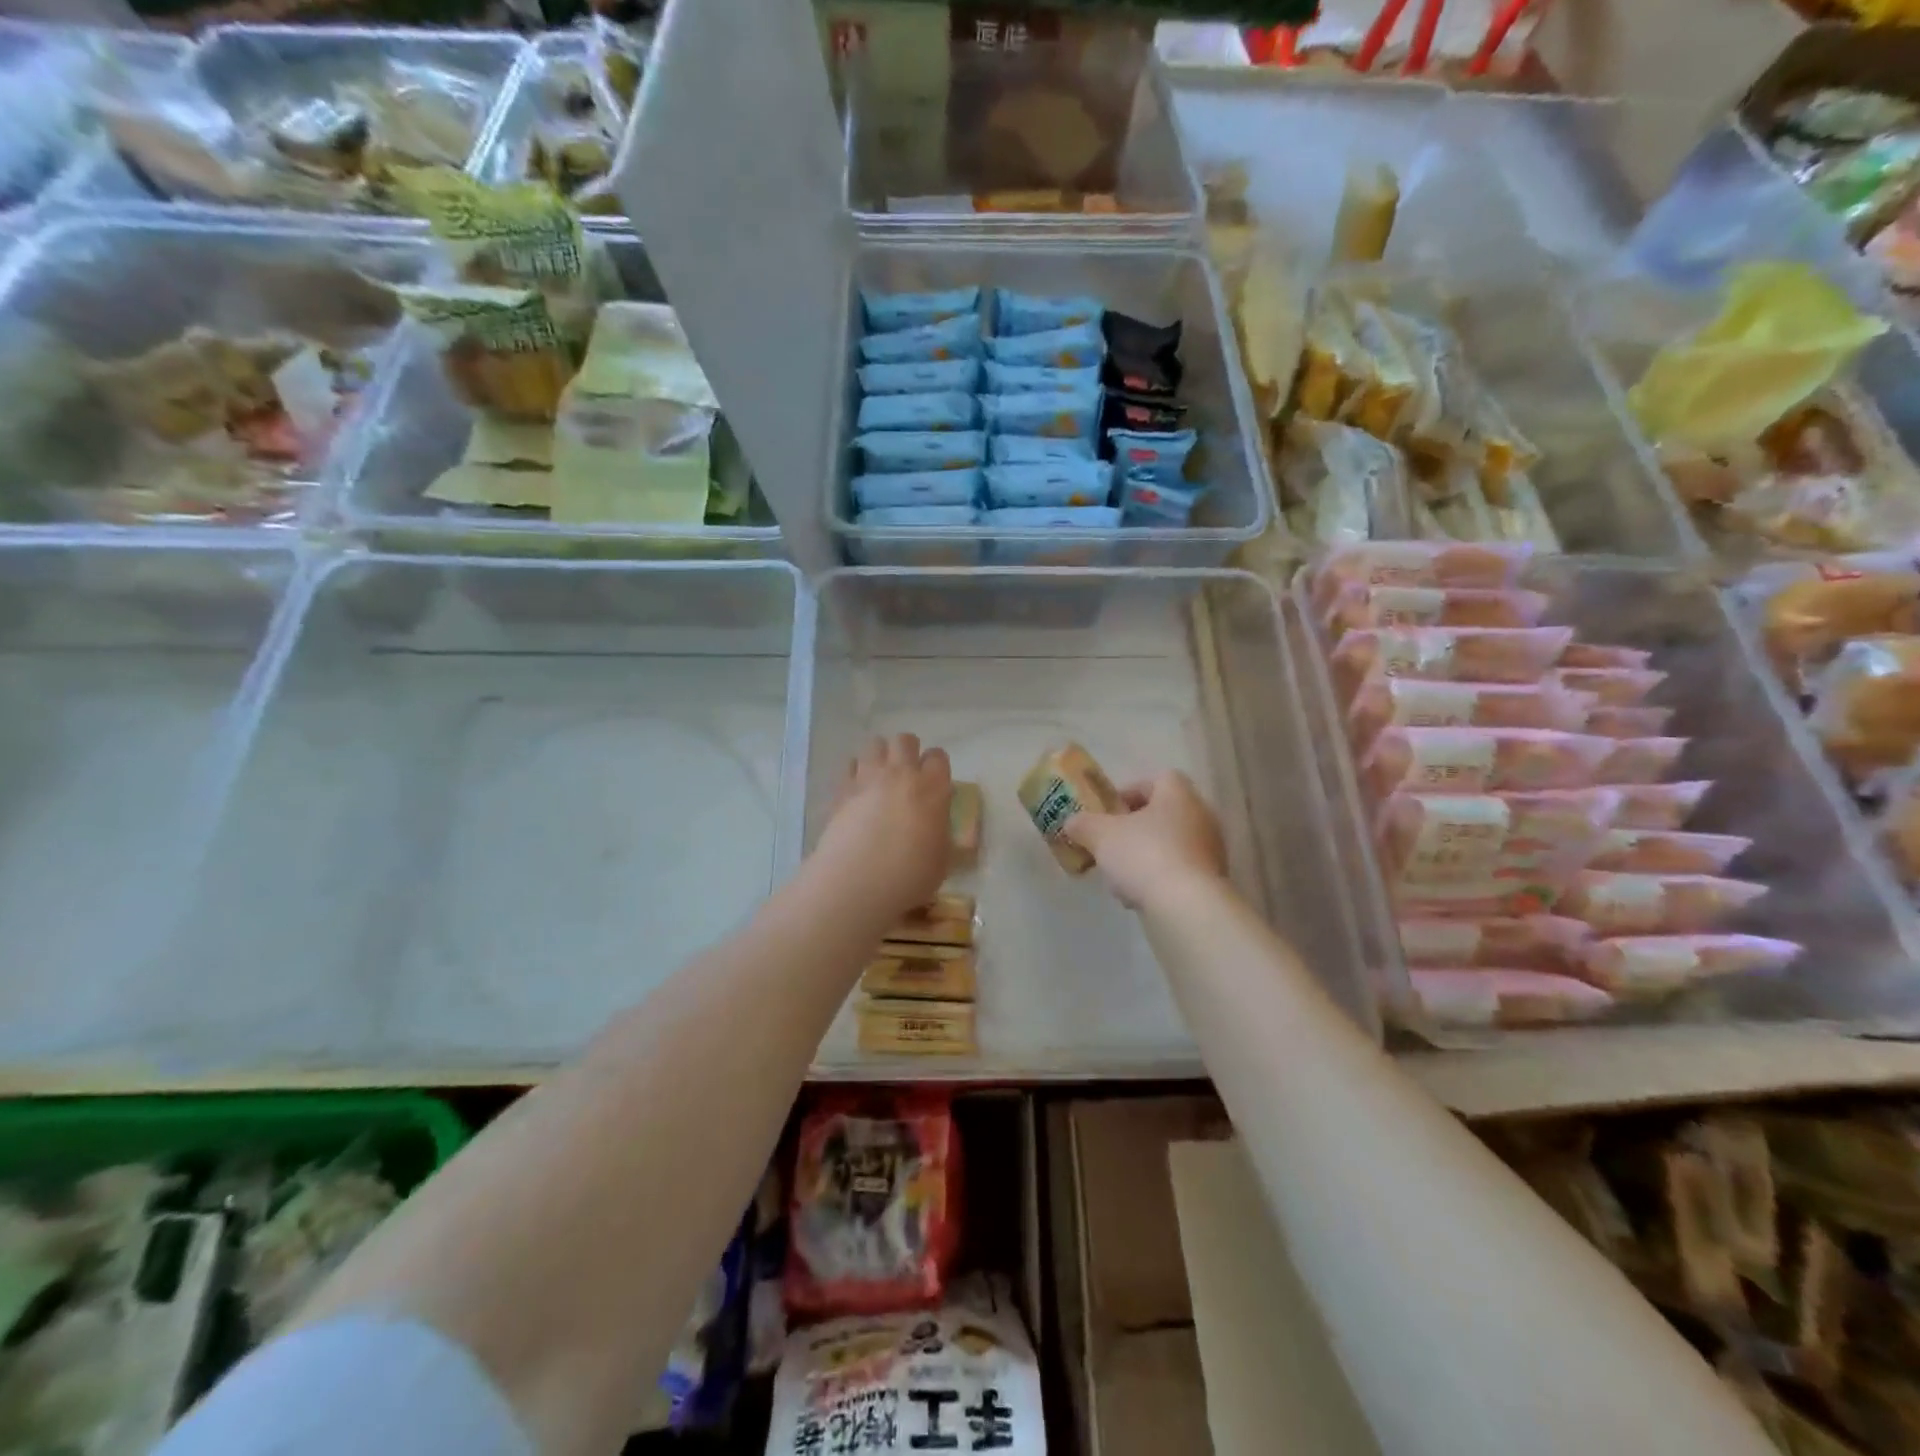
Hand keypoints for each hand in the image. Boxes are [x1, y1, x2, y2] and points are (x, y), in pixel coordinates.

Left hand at [812, 733, 952, 922]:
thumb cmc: (909, 876)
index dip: (937, 766)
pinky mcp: (842, 790)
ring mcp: (868, 778)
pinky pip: (849, 765)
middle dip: (908, 751)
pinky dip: (856, 771)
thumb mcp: (942, 860)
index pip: (938, 757)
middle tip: (907, 774)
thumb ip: (940, 834)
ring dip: (881, 755)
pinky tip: (858, 789)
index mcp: (932, 788)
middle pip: (905, 740)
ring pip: (875, 744)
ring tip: (881, 776)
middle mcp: (901, 774)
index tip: (935, 781)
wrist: (857, 883)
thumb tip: (934, 827)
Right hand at [1065, 771, 1227, 909]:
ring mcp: (1211, 850)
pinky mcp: (1212, 881)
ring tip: (1120, 878)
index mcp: (1178, 794)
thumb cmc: (1144, 855)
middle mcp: (1201, 816)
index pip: (1157, 780)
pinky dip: (1159, 879)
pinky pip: (1179, 872)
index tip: (1109, 812)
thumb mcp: (1100, 835)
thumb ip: (1083, 824)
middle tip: (1111, 845)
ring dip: (1145, 857)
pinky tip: (1138, 898)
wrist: (1186, 906)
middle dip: (1134, 830)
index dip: (1130, 792)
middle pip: (1163, 814)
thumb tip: (1072, 823)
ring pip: (1170, 845)